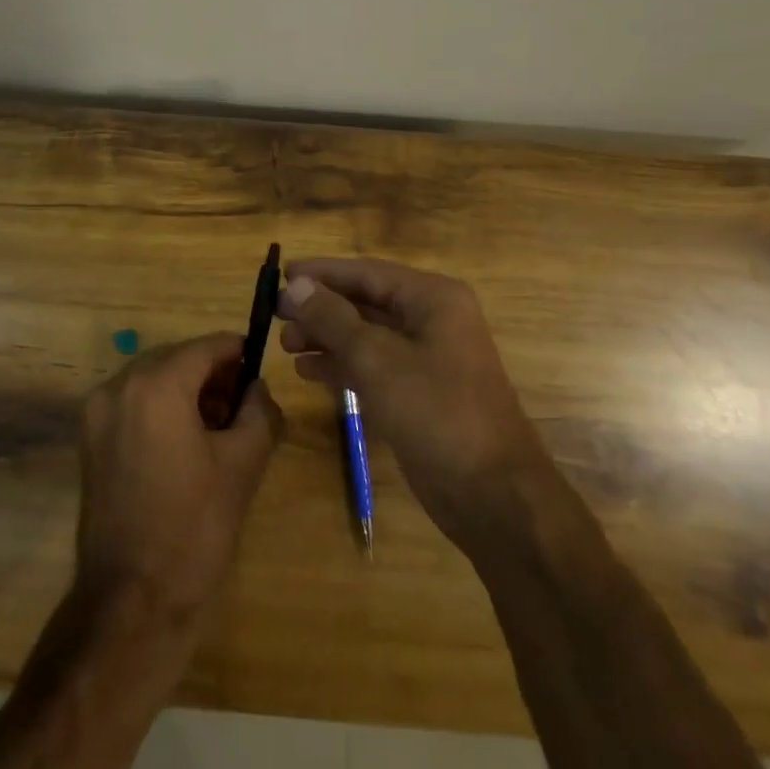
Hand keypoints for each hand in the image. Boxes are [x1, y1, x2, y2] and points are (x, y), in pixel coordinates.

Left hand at [75, 334, 283, 624]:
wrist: (131, 600)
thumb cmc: (194, 528)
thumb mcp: (243, 464)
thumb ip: (258, 411)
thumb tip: (257, 388)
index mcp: (156, 385)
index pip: (205, 347)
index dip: (236, 352)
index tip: (259, 367)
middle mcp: (119, 386)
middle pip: (176, 359)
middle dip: (211, 374)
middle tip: (243, 403)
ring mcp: (97, 413)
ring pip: (152, 380)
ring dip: (186, 391)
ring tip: (218, 426)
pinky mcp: (89, 440)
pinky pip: (132, 404)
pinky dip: (160, 409)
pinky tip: (185, 443)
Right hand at [276, 258, 550, 547]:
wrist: (493, 496)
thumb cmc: (437, 413)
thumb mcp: (377, 360)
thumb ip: (333, 319)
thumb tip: (296, 286)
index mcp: (432, 299)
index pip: (367, 272)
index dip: (322, 272)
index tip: (281, 275)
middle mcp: (432, 320)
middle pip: (365, 302)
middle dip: (321, 308)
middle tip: (276, 316)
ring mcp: (427, 359)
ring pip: (366, 336)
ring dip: (326, 338)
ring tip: (285, 346)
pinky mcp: (419, 393)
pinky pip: (373, 366)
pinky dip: (341, 365)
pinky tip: (307, 372)